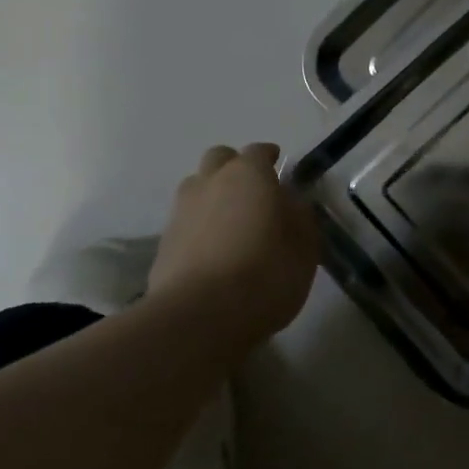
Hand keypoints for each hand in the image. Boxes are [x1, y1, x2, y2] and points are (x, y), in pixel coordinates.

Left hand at [145, 144, 319, 352]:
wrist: (200, 317)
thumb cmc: (266, 273)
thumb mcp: (305, 247)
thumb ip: (300, 217)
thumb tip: (291, 204)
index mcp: (248, 175)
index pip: (258, 151)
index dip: (270, 157)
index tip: (279, 167)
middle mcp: (210, 183)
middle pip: (219, 160)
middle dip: (234, 168)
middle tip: (252, 192)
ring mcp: (181, 212)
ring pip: (196, 188)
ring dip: (212, 196)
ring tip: (230, 223)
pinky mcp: (163, 244)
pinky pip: (185, 222)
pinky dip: (199, 228)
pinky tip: (213, 252)